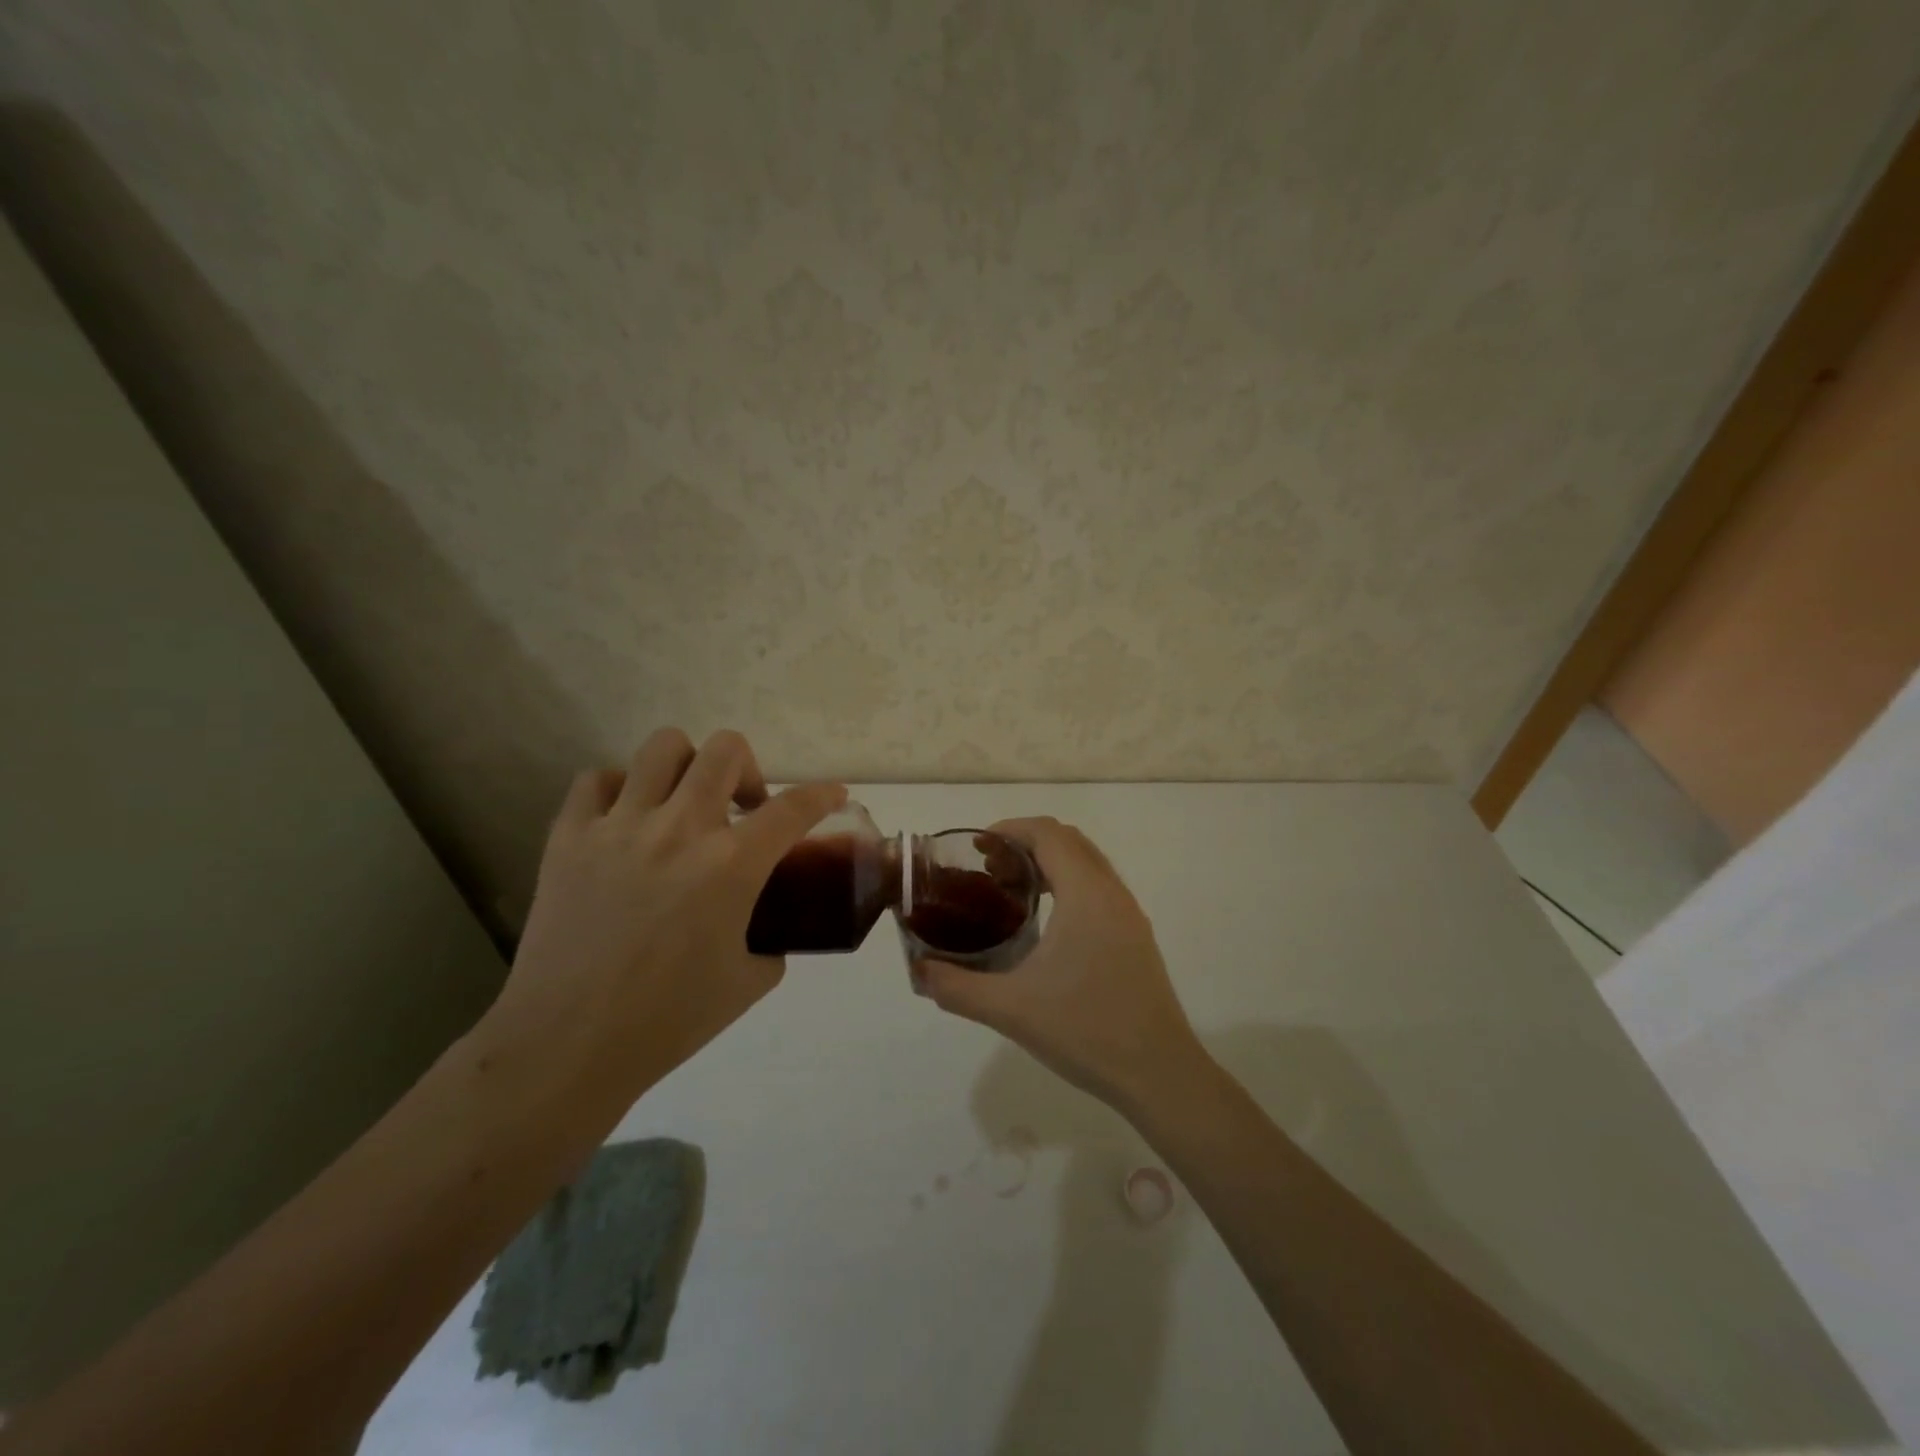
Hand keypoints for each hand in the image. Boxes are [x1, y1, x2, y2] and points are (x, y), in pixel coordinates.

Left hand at [486, 728, 845, 1103]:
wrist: (568, 1045)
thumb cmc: (668, 1019)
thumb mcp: (749, 981)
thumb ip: (771, 942)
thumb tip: (768, 930)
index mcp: (731, 865)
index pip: (794, 808)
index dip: (823, 795)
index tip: (833, 794)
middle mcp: (680, 829)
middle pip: (726, 750)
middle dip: (749, 770)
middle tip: (743, 809)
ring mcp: (620, 826)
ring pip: (663, 747)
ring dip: (688, 767)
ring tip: (685, 803)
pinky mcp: (570, 837)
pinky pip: (598, 780)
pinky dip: (622, 789)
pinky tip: (628, 821)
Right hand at [914, 817, 1205, 1111]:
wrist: (1160, 1074)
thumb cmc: (1086, 1031)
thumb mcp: (1010, 1010)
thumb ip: (957, 986)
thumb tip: (918, 970)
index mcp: (1086, 894)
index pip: (1048, 834)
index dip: (1010, 829)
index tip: (976, 846)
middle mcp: (1112, 893)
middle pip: (1068, 840)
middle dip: (1026, 842)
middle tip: (988, 867)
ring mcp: (1129, 914)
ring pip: (1087, 862)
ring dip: (1049, 861)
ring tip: (1011, 888)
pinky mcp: (1135, 936)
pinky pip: (1099, 886)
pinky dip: (1068, 882)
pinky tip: (1046, 922)